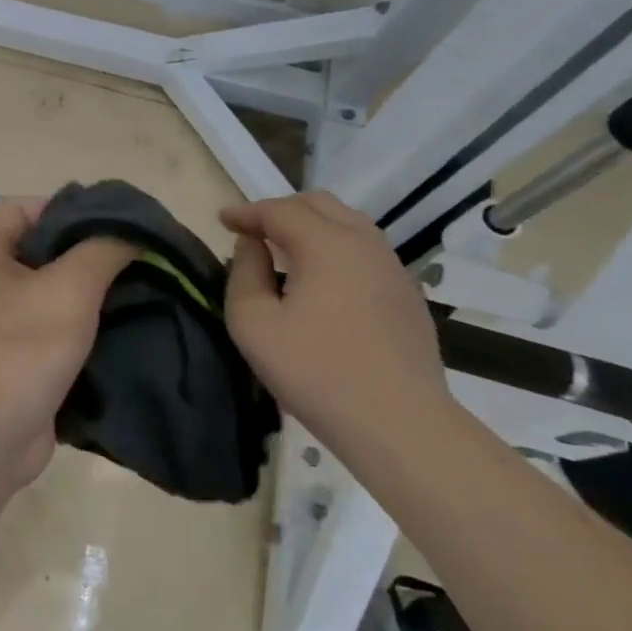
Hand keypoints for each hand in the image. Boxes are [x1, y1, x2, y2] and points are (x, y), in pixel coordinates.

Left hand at [0, 199, 136, 499]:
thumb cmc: (20, 350)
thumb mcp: (68, 288)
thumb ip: (104, 249)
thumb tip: (134, 230)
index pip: (27, 207)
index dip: (70, 208)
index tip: (117, 224)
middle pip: (47, 248)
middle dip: (93, 251)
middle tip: (143, 256)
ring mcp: (5, 321)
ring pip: (58, 291)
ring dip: (98, 291)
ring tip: (148, 289)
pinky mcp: (24, 356)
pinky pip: (61, 327)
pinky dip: (92, 325)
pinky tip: (132, 326)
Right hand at [222, 192, 446, 435]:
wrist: (400, 425)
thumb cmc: (316, 373)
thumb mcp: (254, 325)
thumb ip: (244, 274)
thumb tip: (252, 246)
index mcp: (327, 245)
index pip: (280, 210)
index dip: (247, 212)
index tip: (223, 220)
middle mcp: (365, 244)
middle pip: (319, 205)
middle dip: (280, 210)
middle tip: (253, 230)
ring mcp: (393, 269)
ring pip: (349, 224)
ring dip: (312, 226)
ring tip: (285, 249)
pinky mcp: (408, 296)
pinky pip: (366, 251)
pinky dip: (336, 247)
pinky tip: (323, 279)